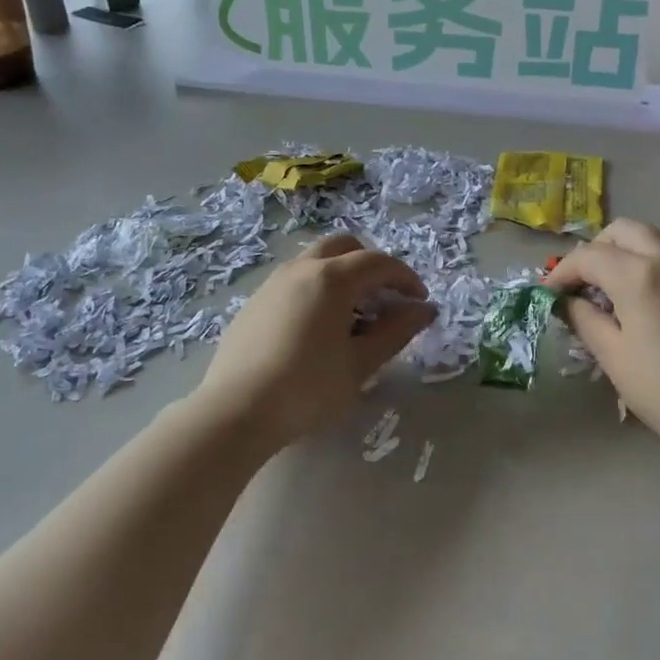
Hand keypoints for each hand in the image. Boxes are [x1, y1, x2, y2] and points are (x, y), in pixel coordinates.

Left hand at [192, 234, 436, 448]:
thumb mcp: (360, 364)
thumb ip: (396, 332)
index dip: (405, 278)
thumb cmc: (307, 389)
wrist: (235, 412)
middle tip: (385, 300)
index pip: (378, 263)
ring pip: (316, 261)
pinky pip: (295, 281)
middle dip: (371, 266)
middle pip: (345, 247)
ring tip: (353, 317)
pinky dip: (317, 289)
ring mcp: (273, 283)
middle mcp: (301, 269)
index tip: (419, 302)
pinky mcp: (254, 302)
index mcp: (331, 278)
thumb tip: (424, 310)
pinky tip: (318, 329)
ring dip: (343, 276)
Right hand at [545, 219, 659, 458]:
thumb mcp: (613, 357)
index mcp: (638, 275)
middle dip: (594, 250)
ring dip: (625, 249)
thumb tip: (566, 301)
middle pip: (622, 231)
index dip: (562, 272)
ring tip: (612, 284)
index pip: (588, 256)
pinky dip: (651, 258)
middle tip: (582, 284)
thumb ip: (584, 319)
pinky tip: (645, 293)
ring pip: (652, 235)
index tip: (549, 295)